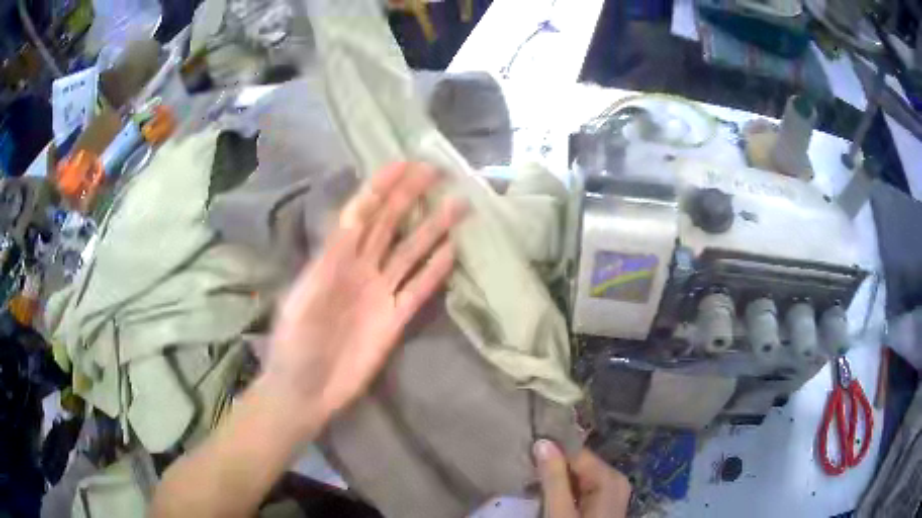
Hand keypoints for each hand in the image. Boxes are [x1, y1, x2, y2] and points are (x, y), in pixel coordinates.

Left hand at [260, 162, 466, 434]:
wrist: (306, 390)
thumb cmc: (295, 345)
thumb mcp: (303, 299)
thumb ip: (329, 262)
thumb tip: (351, 221)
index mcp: (334, 260)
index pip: (361, 213)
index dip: (381, 187)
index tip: (405, 164)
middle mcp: (360, 269)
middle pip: (389, 225)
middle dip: (410, 196)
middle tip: (437, 172)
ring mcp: (380, 293)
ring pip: (410, 252)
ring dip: (432, 229)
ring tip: (457, 206)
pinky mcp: (395, 319)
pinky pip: (419, 289)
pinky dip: (435, 271)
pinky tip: (452, 252)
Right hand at [534, 440, 631, 517]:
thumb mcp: (560, 513)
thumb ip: (554, 480)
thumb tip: (543, 443)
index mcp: (609, 479)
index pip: (576, 453)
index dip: (550, 452)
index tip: (525, 454)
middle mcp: (615, 480)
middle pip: (579, 464)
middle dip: (552, 467)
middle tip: (526, 473)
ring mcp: (611, 492)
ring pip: (579, 476)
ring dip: (556, 480)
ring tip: (532, 483)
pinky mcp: (604, 503)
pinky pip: (583, 488)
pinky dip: (564, 490)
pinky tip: (547, 496)